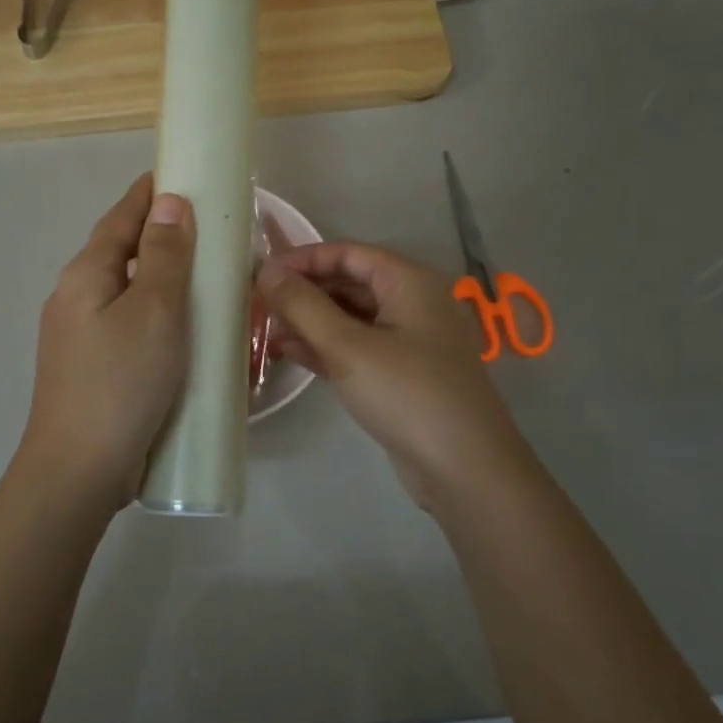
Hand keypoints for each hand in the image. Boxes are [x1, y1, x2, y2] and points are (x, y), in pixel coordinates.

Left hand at [18, 174, 194, 513]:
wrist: (79, 470)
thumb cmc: (122, 382)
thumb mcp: (155, 312)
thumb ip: (164, 256)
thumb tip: (169, 202)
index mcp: (85, 275)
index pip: (121, 217)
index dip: (149, 193)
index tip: (181, 174)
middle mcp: (75, 297)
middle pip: (120, 251)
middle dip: (158, 233)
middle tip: (206, 227)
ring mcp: (78, 335)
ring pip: (124, 289)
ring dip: (158, 275)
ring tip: (200, 274)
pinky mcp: (91, 367)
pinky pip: (127, 323)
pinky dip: (154, 311)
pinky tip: (179, 328)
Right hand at [257, 242, 528, 507]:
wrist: (464, 469)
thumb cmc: (407, 394)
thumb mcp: (348, 346)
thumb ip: (303, 306)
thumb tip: (267, 270)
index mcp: (409, 282)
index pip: (348, 253)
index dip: (304, 259)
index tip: (264, 273)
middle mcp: (412, 303)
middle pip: (349, 283)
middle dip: (305, 292)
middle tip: (259, 304)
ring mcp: (409, 341)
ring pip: (351, 318)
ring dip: (310, 321)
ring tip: (265, 330)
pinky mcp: (401, 375)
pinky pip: (357, 348)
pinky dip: (326, 347)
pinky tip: (290, 353)